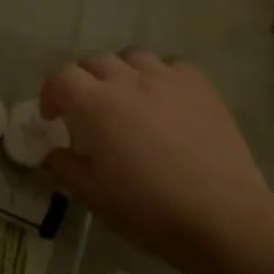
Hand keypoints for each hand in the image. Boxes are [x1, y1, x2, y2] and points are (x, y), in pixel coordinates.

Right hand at [40, 50, 273, 262]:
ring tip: (126, 99)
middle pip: (94, 62)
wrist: (222, 216)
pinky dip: (158, 76)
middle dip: (83, 82)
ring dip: (120, 73)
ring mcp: (168, 79)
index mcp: (96, 105)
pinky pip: (170, 65)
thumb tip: (53, 153)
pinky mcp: (200, 85)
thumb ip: (66, 167)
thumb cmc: (149, 210)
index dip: (51, 94)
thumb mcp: (95, 196)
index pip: (61, 77)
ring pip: (132, 56)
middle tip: (87, 112)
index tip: (53, 118)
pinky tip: (163, 101)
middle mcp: (129, 81)